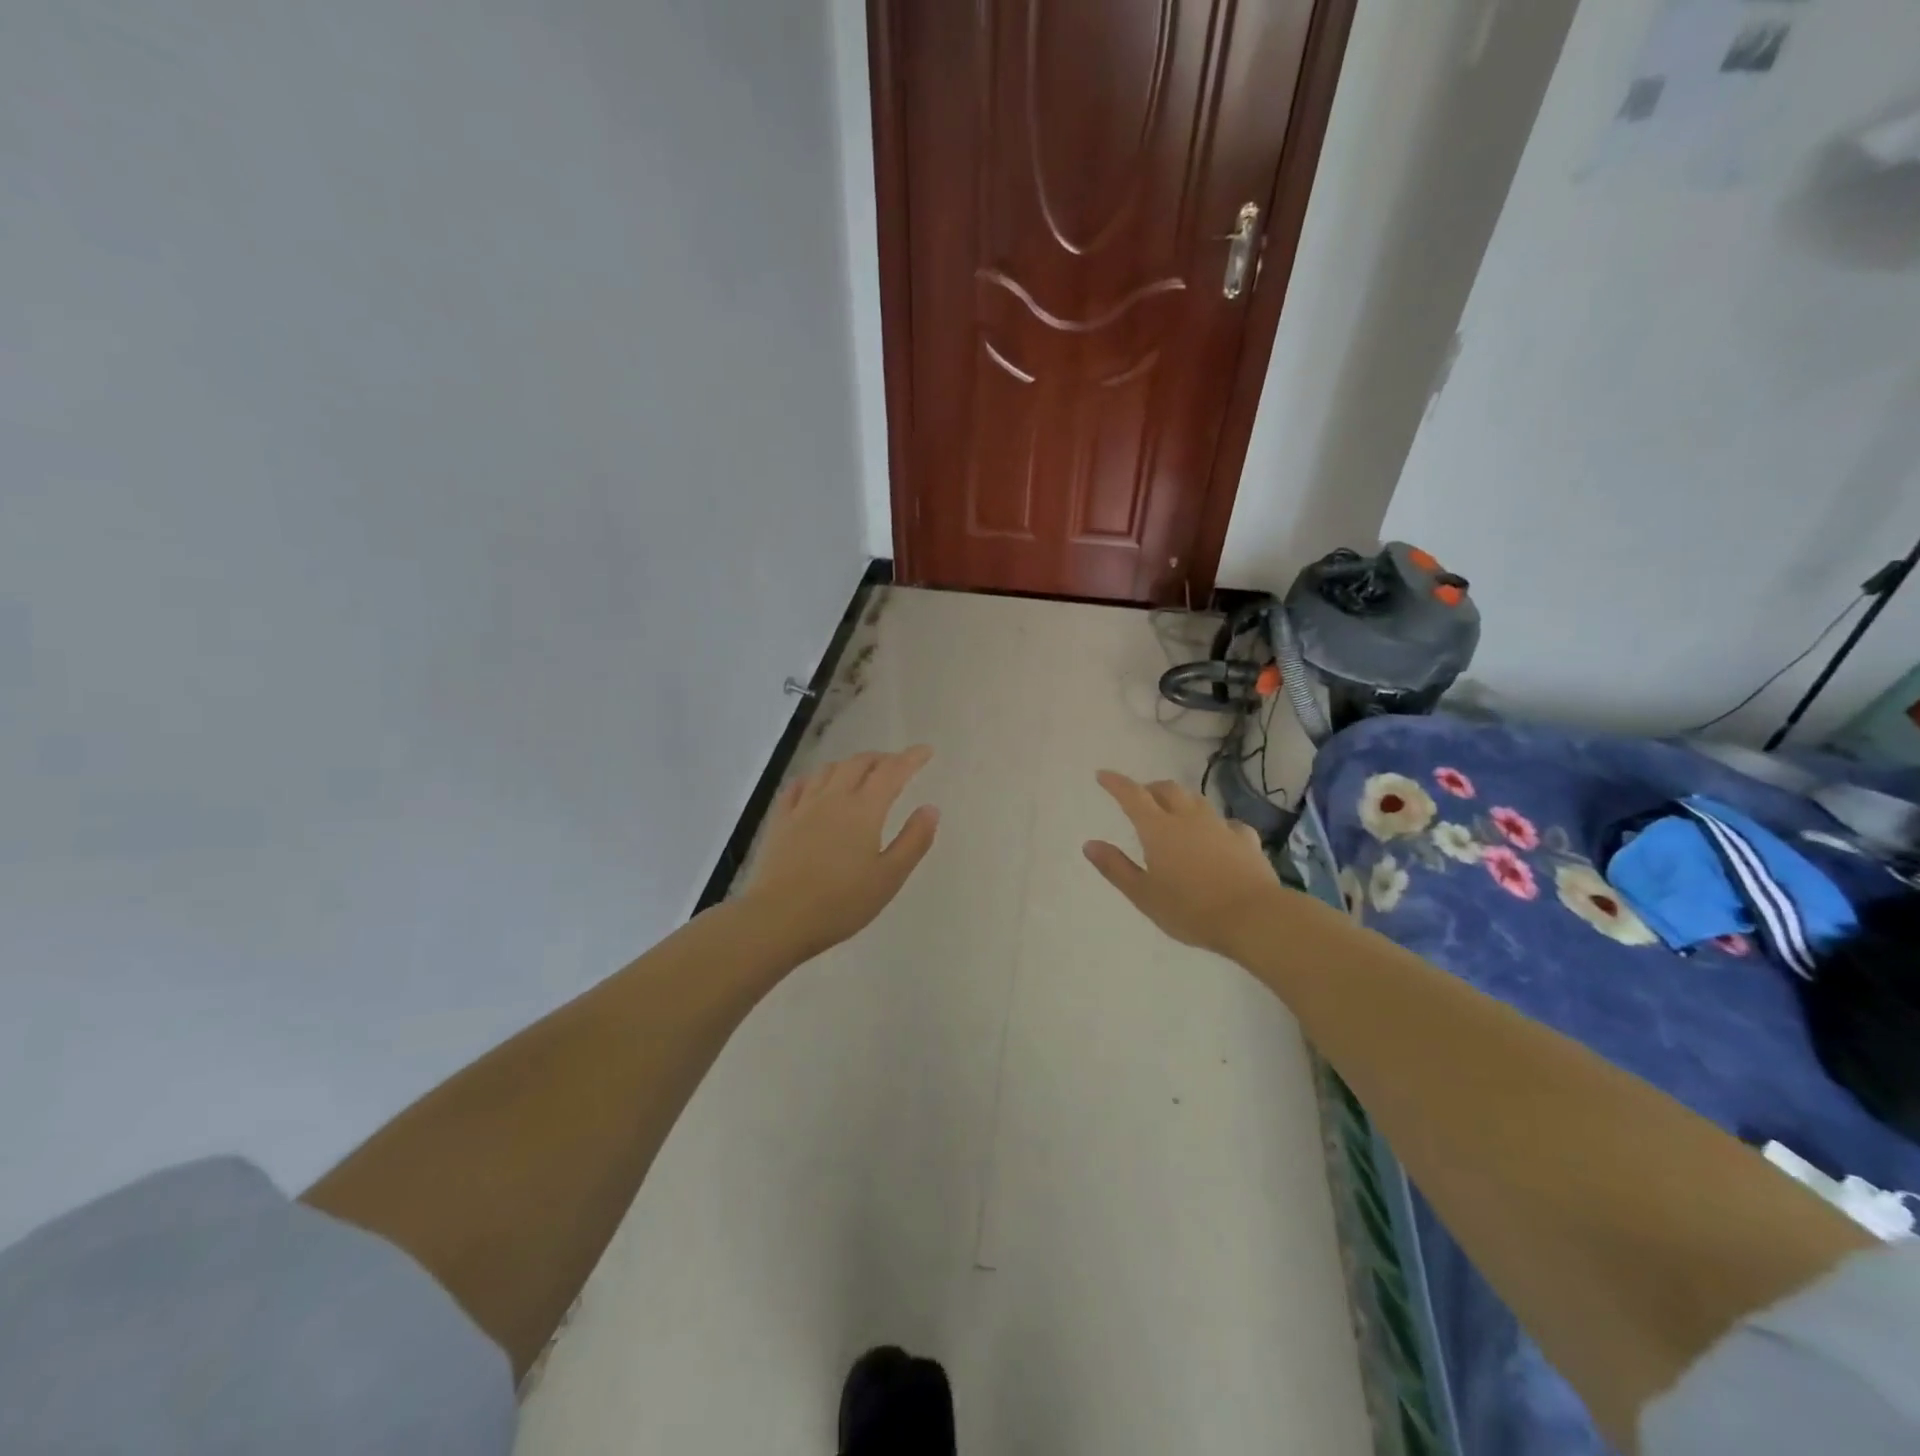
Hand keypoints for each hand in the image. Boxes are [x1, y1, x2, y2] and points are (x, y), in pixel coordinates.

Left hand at [743, 746, 939, 958]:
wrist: (779, 918)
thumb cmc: (841, 902)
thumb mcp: (889, 877)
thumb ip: (913, 840)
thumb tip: (931, 808)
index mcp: (864, 810)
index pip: (892, 772)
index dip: (911, 758)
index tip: (926, 751)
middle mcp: (833, 798)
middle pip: (858, 763)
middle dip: (881, 758)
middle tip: (896, 765)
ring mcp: (803, 807)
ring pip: (828, 770)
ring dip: (850, 764)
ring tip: (860, 772)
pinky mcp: (780, 821)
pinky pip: (797, 787)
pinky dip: (814, 778)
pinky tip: (815, 785)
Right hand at [1083, 770, 1281, 957]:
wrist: (1253, 917)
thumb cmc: (1190, 910)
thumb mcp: (1143, 895)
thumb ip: (1115, 867)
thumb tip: (1089, 844)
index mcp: (1159, 829)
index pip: (1132, 796)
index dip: (1116, 783)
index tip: (1102, 775)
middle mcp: (1189, 819)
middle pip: (1167, 790)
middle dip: (1150, 789)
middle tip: (1141, 798)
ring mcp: (1220, 827)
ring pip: (1197, 801)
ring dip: (1181, 801)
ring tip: (1175, 813)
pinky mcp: (1246, 840)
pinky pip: (1227, 823)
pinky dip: (1215, 825)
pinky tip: (1218, 836)